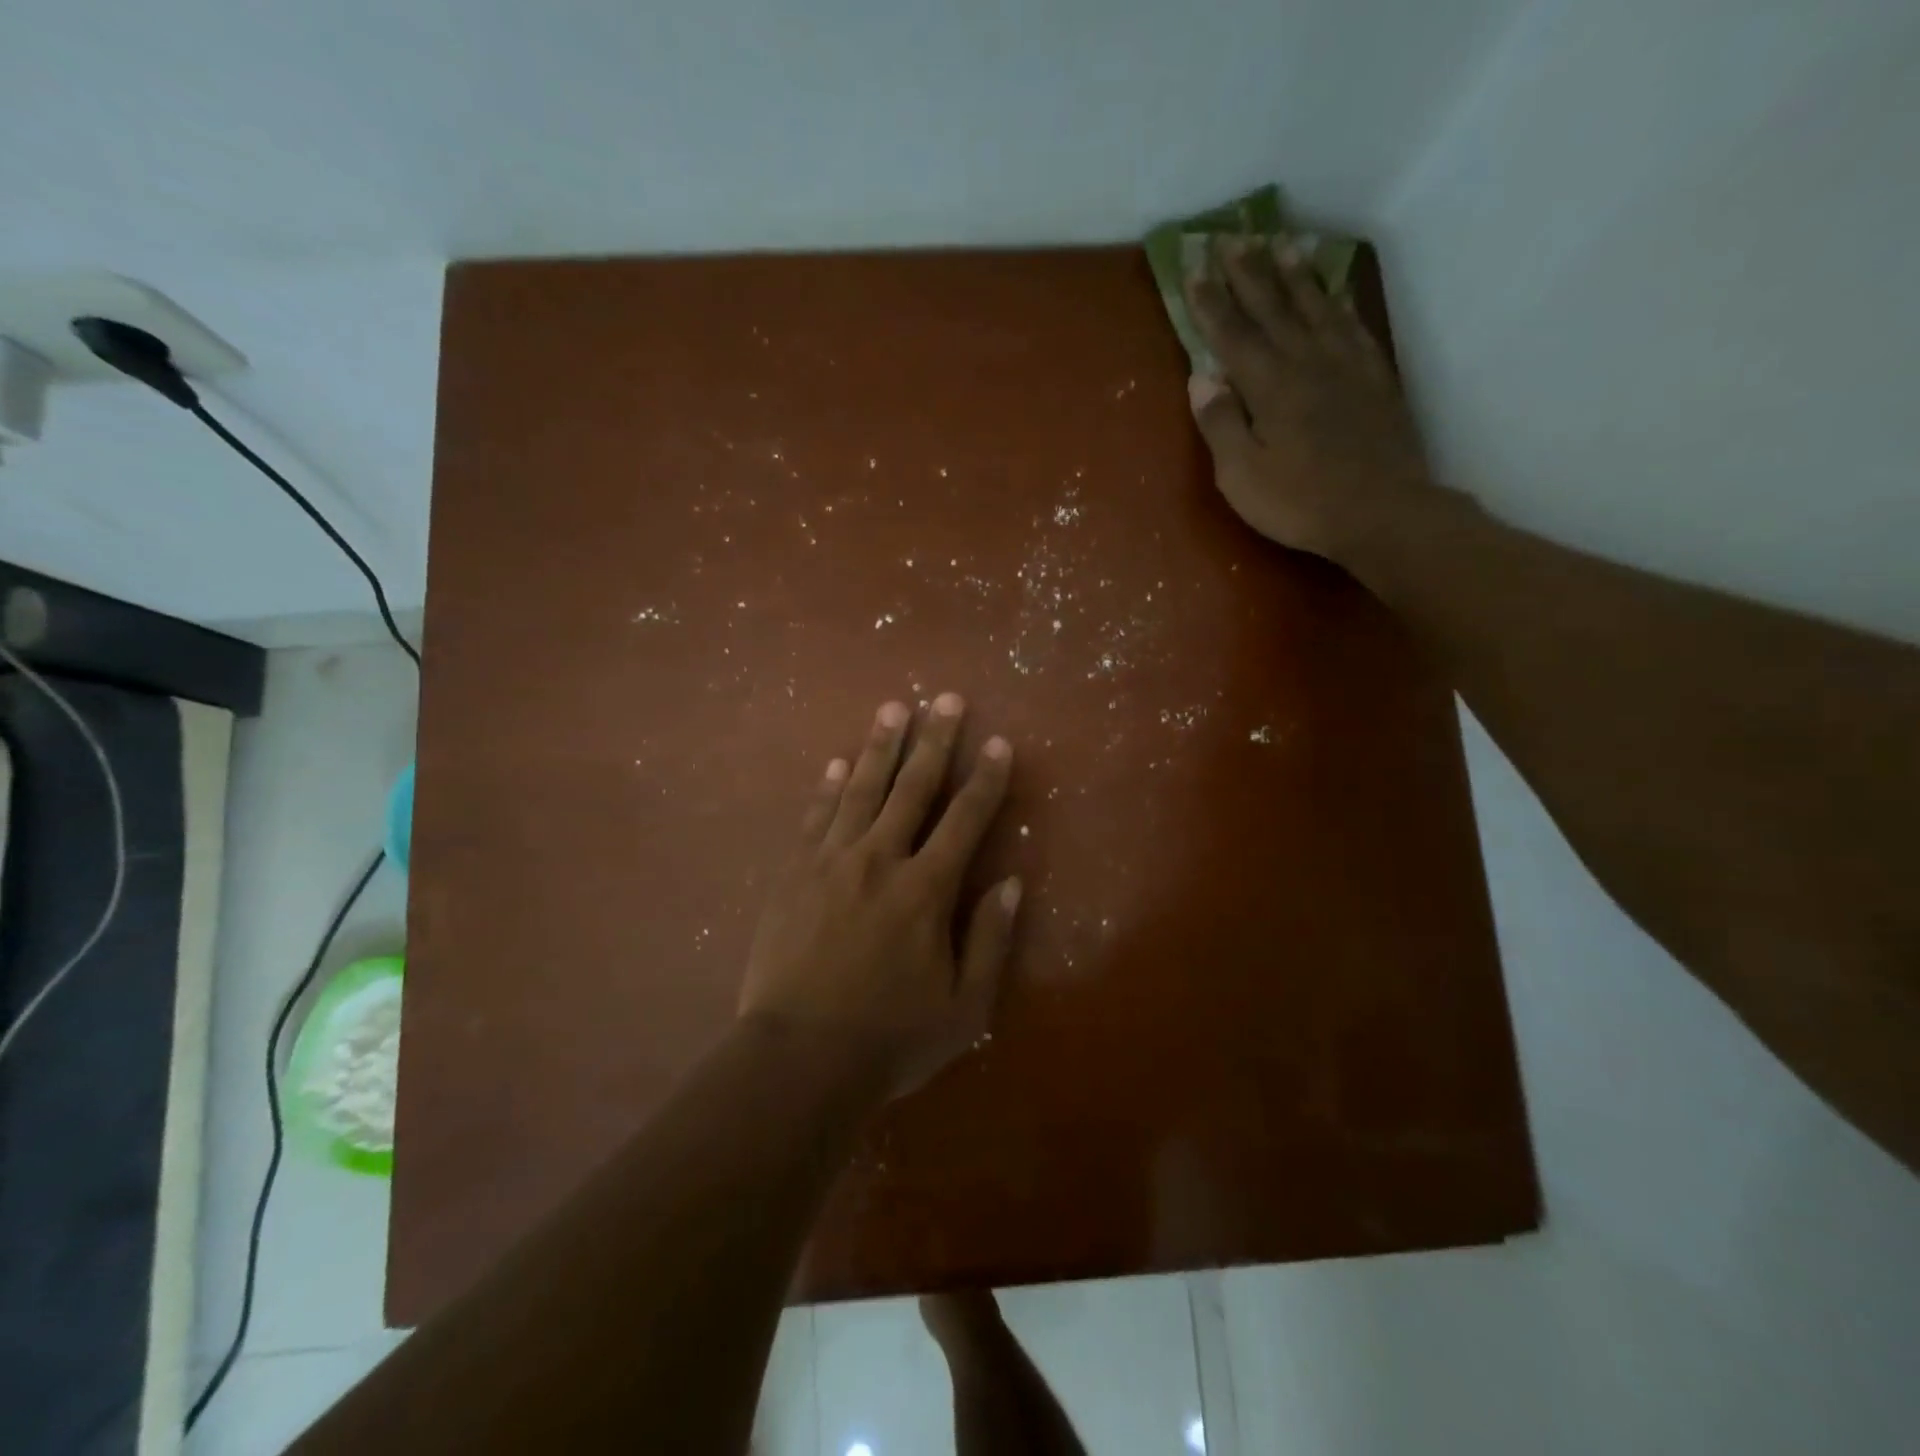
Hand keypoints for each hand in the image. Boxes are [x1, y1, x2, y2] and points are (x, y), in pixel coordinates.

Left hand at [738, 694, 1020, 1101]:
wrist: (798, 1059)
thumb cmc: (889, 1039)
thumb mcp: (965, 1008)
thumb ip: (991, 940)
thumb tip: (1011, 882)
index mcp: (926, 890)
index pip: (965, 819)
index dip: (986, 779)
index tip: (998, 742)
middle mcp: (880, 860)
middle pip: (912, 788)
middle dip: (934, 739)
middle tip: (945, 697)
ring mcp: (831, 862)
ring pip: (860, 789)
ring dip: (880, 746)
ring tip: (893, 708)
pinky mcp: (793, 873)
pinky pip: (815, 817)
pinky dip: (827, 786)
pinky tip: (835, 761)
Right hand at [1185, 239, 1433, 562]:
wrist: (1382, 512)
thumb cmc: (1300, 502)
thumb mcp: (1242, 475)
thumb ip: (1221, 423)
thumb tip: (1200, 377)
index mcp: (1270, 387)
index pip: (1233, 335)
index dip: (1211, 302)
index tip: (1194, 268)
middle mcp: (1307, 362)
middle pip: (1274, 308)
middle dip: (1249, 273)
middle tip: (1231, 237)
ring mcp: (1346, 366)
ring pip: (1316, 307)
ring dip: (1295, 275)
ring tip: (1282, 243)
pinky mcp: (1374, 378)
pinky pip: (1352, 327)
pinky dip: (1338, 303)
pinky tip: (1332, 291)